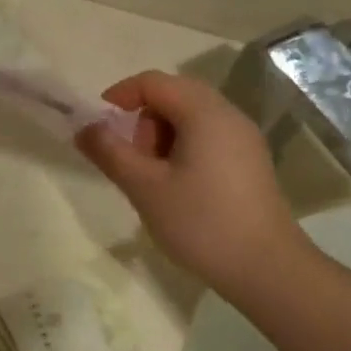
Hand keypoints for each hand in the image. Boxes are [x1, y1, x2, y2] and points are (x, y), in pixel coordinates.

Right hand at [76, 70, 312, 295]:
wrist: (266, 268)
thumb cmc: (201, 223)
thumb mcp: (145, 188)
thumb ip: (111, 153)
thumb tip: (84, 128)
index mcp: (205, 113)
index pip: (154, 82)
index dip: (121, 95)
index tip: (99, 127)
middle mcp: (229, 115)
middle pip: (174, 96)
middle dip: (143, 122)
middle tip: (134, 163)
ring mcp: (244, 139)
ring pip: (191, 119)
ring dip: (162, 138)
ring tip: (154, 181)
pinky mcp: (250, 163)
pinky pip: (208, 139)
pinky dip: (183, 151)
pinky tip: (178, 189)